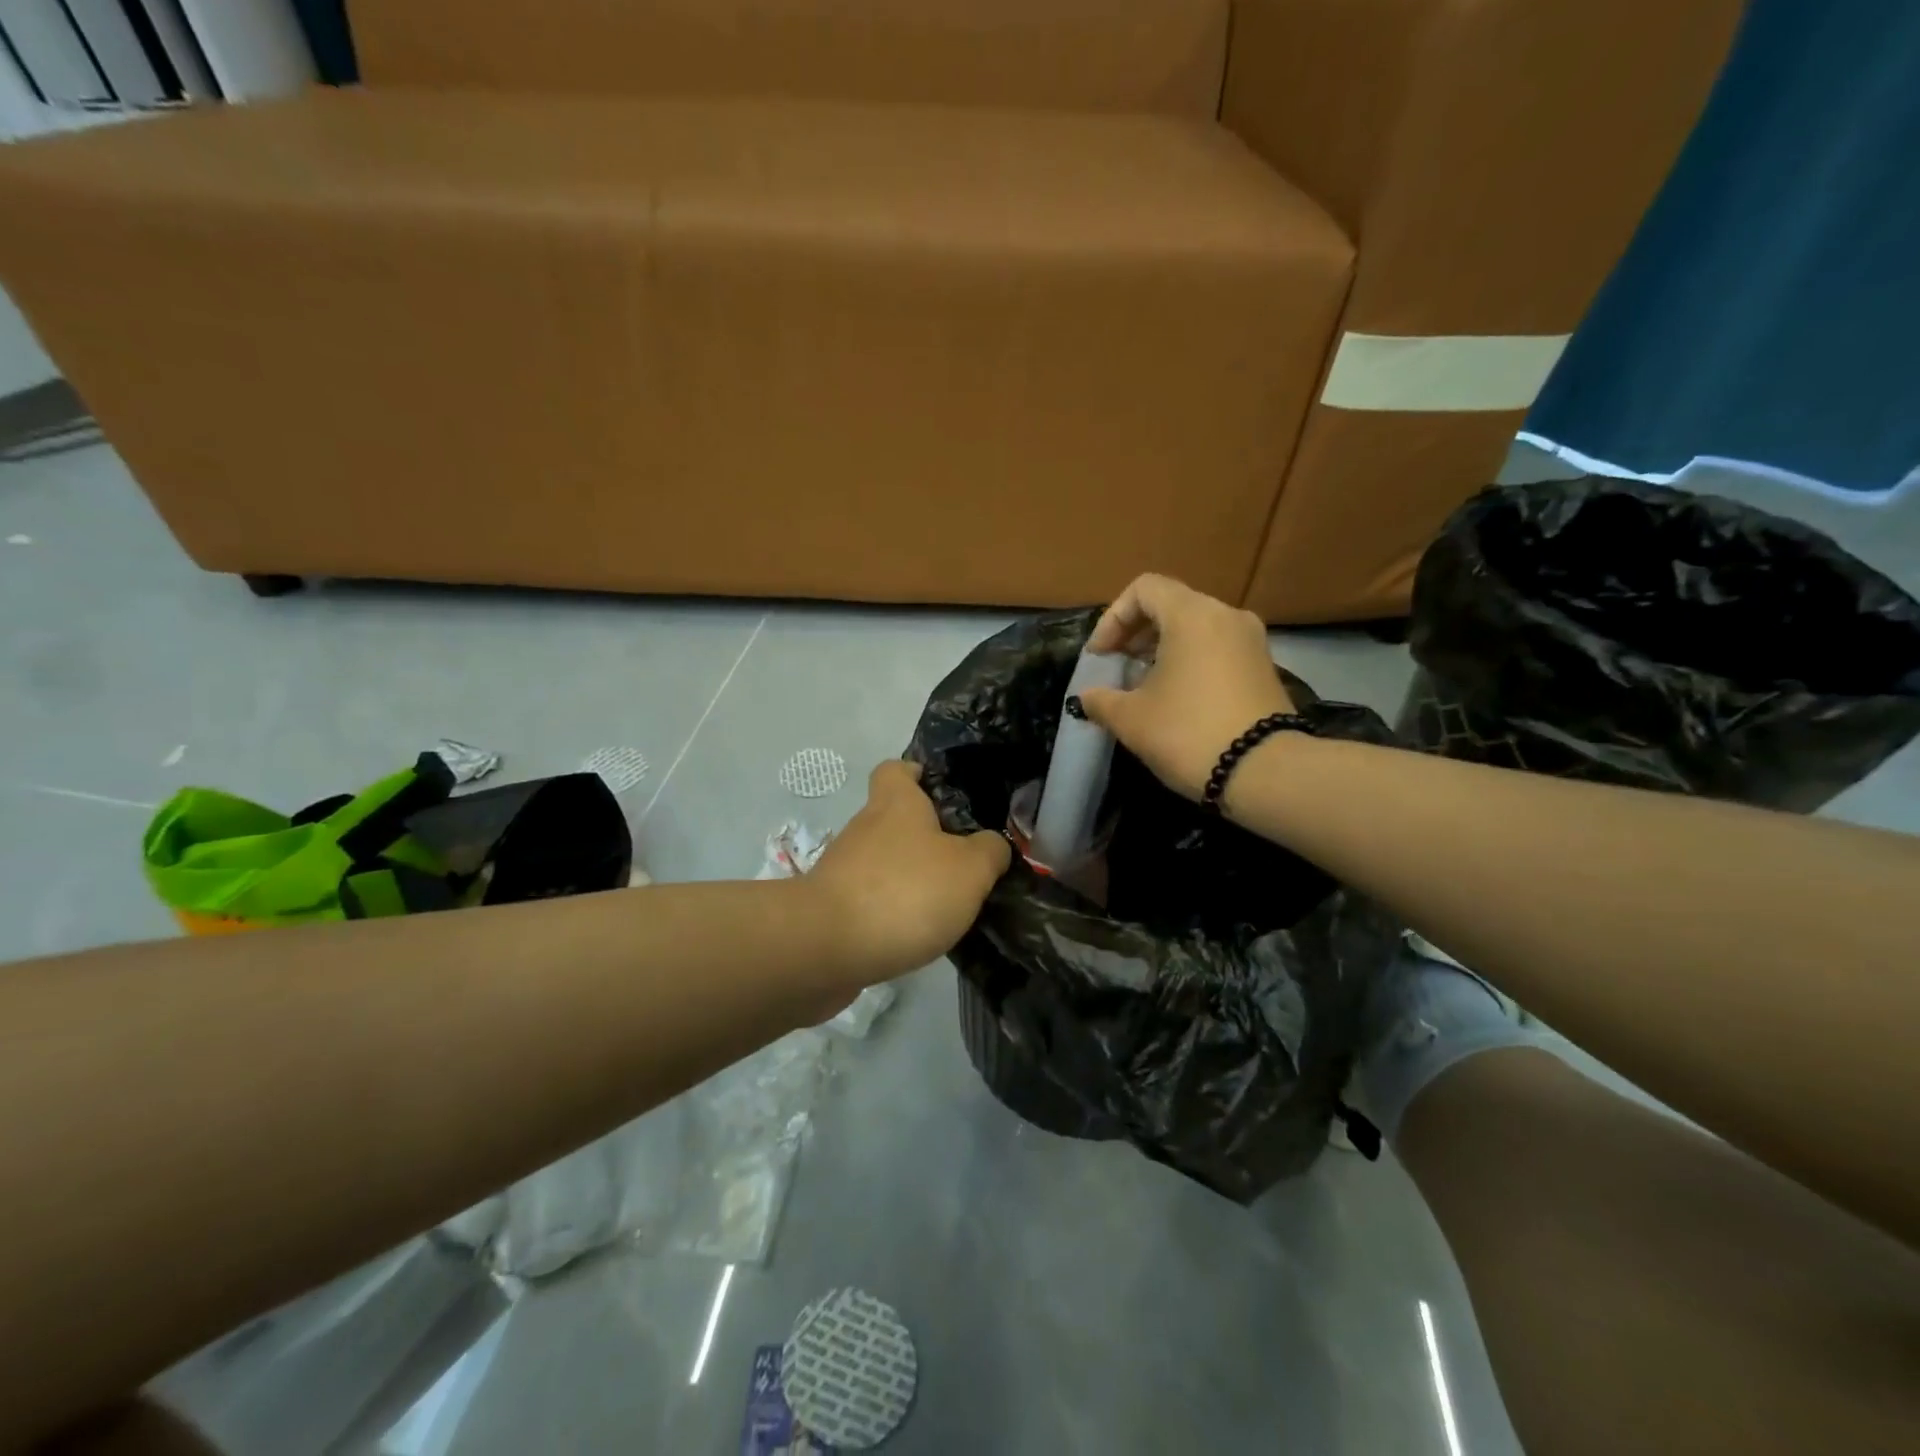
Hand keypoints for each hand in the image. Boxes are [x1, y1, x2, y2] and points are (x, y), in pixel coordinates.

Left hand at [808, 760, 1011, 982]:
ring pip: (882, 862)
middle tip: (962, 861)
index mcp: (896, 804)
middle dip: (923, 837)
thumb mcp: (970, 869)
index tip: (938, 790)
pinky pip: (869, 900)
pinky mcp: (831, 908)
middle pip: (893, 819)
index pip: (896, 769)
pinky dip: (890, 911)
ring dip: (908, 877)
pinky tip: (915, 934)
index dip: (915, 774)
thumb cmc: (905, 892)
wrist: (826, 947)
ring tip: (945, 905)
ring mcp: (842, 869)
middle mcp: (864, 828)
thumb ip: (989, 852)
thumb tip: (992, 845)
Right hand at [1078, 573, 1295, 799]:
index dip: (1112, 618)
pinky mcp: (1265, 668)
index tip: (1101, 656)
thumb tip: (1088, 697)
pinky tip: (1178, 699)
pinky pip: (1218, 649)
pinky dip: (1191, 662)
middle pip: (1171, 605)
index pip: (1143, 589)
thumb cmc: (1188, 733)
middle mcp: (1226, 615)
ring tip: (1144, 686)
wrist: (1266, 772)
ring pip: (1196, 628)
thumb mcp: (1131, 719)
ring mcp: (1252, 641)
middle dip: (1136, 634)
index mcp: (1192, 614)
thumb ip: (1101, 700)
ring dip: (1163, 649)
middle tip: (1117, 668)